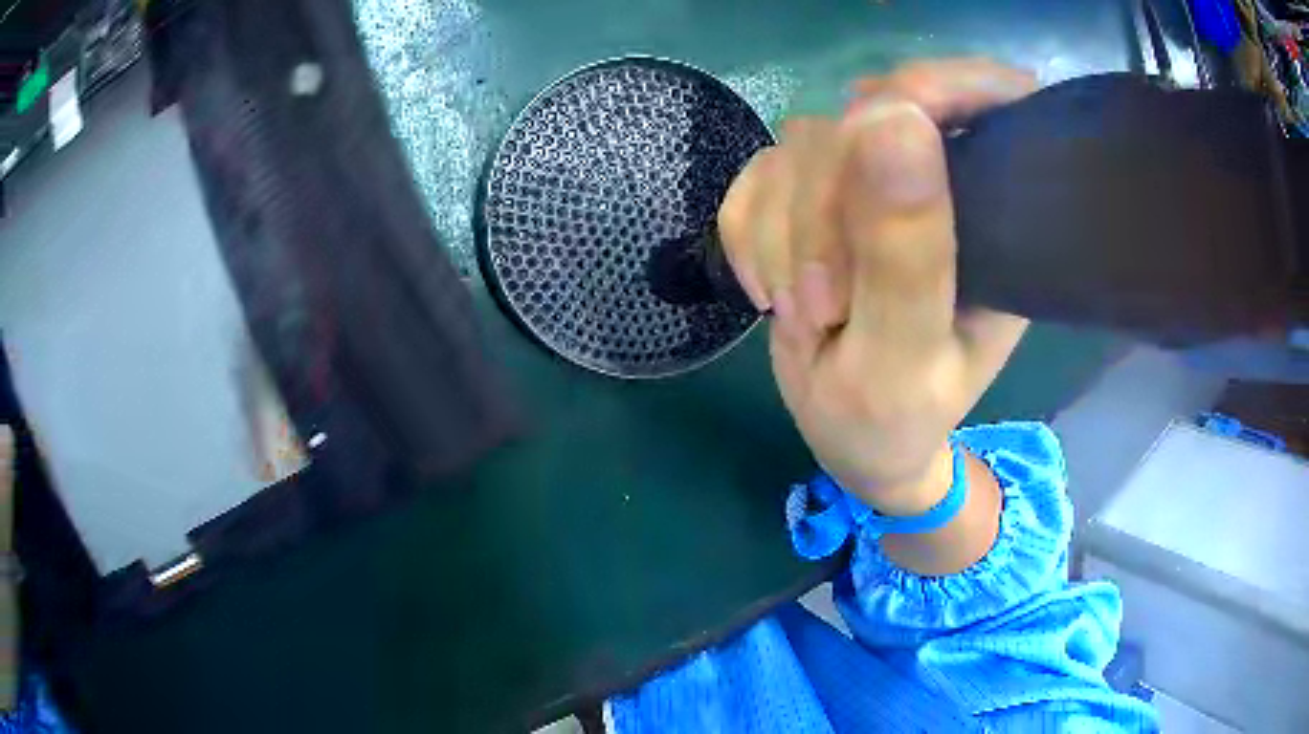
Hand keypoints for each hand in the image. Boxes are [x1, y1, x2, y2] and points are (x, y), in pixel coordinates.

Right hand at [719, 59, 1035, 515]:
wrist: (850, 437)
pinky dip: (748, 237)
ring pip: (800, 145)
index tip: (880, 129)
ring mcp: (871, 181)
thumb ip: (907, 252)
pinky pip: (756, 174)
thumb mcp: (906, 358)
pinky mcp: (813, 192)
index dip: (939, 87)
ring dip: (780, 236)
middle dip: (823, 211)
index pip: (991, 99)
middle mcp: (941, 182)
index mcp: (997, 216)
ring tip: (803, 314)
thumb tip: (892, 118)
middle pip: (865, 117)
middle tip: (822, 305)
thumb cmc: (896, 419)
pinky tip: (771, 293)